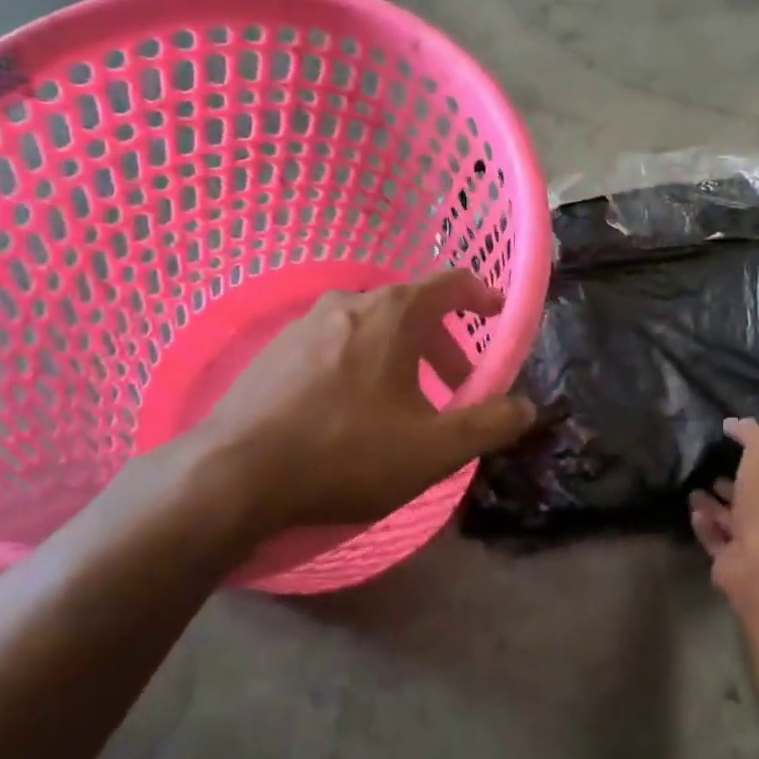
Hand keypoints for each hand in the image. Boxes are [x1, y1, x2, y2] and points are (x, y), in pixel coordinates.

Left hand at [179, 270, 535, 535]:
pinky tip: (352, 411)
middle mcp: (350, 302)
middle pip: (413, 309)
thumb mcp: (433, 449)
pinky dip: (362, 364)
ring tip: (405, 404)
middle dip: (443, 344)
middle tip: (456, 386)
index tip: (496, 316)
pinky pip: (336, 344)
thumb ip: (488, 424)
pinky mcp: (274, 349)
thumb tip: (526, 407)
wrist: (232, 475)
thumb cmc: (346, 453)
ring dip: (401, 357)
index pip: (451, 283)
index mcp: (393, 313)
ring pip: (372, 328)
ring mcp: (305, 323)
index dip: (481, 296)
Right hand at [690, 417, 758, 591]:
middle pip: (757, 502)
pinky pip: (716, 540)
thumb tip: (732, 422)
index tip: (743, 456)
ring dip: (715, 507)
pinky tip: (693, 511)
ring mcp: (757, 546)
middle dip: (736, 488)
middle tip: (715, 474)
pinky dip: (705, 525)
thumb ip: (750, 434)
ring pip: (734, 522)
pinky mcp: (733, 563)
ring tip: (695, 490)